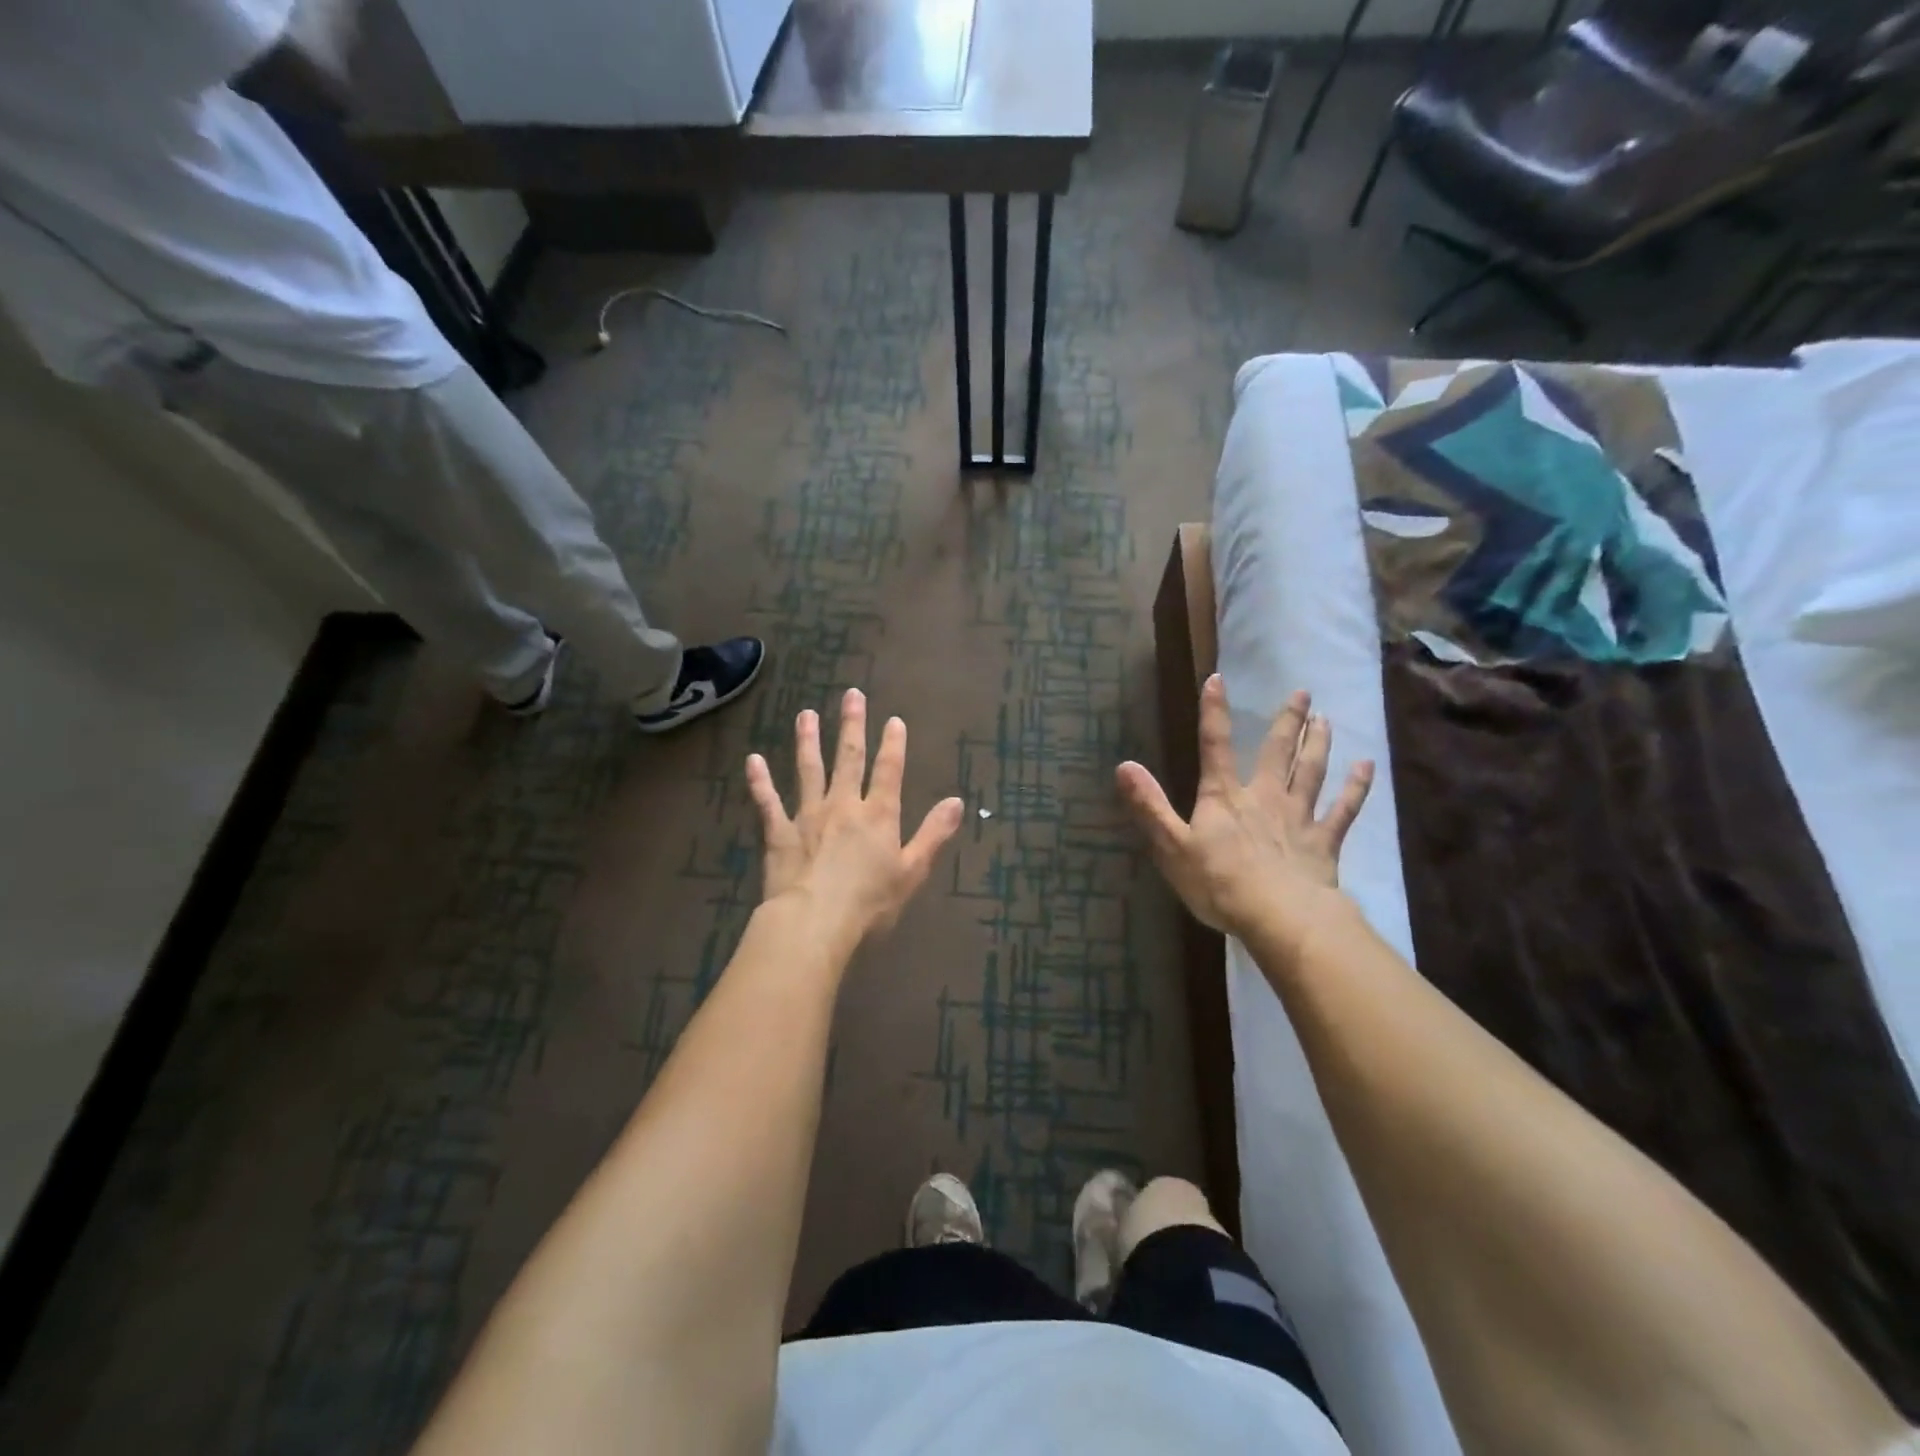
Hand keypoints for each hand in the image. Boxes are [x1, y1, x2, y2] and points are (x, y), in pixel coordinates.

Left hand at [745, 689, 965, 950]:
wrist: (814, 922)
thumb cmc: (870, 903)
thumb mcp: (912, 871)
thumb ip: (933, 834)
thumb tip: (956, 801)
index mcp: (878, 815)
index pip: (889, 771)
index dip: (893, 744)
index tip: (893, 719)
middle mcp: (843, 806)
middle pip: (849, 759)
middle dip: (851, 726)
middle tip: (851, 695)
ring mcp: (808, 816)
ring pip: (809, 770)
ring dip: (808, 740)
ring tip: (806, 714)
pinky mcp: (779, 833)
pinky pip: (767, 802)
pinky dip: (760, 781)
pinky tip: (753, 760)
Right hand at [1117, 676, 1372, 953]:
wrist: (1279, 917)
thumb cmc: (1219, 883)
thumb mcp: (1171, 847)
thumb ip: (1150, 806)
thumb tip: (1124, 766)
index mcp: (1224, 797)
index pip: (1216, 746)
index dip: (1214, 712)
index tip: (1217, 679)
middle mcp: (1264, 797)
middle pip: (1278, 752)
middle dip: (1288, 721)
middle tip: (1302, 692)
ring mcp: (1298, 818)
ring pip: (1312, 772)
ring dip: (1319, 744)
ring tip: (1326, 719)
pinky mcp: (1323, 842)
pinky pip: (1344, 810)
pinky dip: (1356, 788)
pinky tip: (1367, 768)